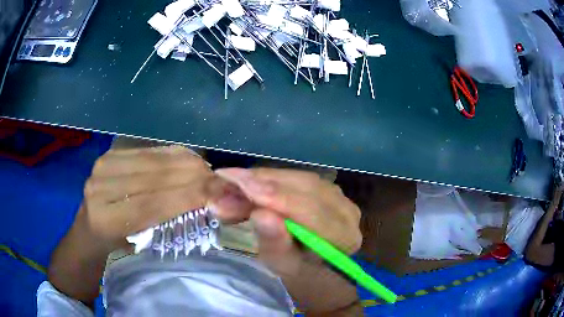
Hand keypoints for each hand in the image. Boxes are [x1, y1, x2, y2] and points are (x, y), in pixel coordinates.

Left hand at [80, 146, 214, 250]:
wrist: (88, 232)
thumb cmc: (117, 250)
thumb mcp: (142, 249)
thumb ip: (171, 225)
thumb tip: (217, 208)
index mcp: (106, 219)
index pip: (154, 203)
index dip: (191, 196)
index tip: (226, 195)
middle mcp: (101, 185)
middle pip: (157, 175)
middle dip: (197, 177)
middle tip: (226, 184)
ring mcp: (104, 164)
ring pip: (157, 159)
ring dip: (191, 165)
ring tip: (211, 176)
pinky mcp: (111, 153)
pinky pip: (151, 151)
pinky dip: (176, 157)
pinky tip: (192, 165)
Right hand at [213, 168, 361, 275]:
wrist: (315, 271)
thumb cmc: (299, 275)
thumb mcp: (283, 266)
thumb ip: (275, 243)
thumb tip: (260, 213)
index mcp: (343, 236)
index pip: (309, 210)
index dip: (272, 195)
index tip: (236, 182)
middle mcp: (346, 211)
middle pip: (304, 187)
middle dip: (262, 183)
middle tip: (226, 180)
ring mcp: (339, 197)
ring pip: (298, 179)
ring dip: (263, 179)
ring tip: (233, 182)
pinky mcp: (327, 190)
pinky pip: (297, 179)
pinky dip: (271, 179)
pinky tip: (250, 182)